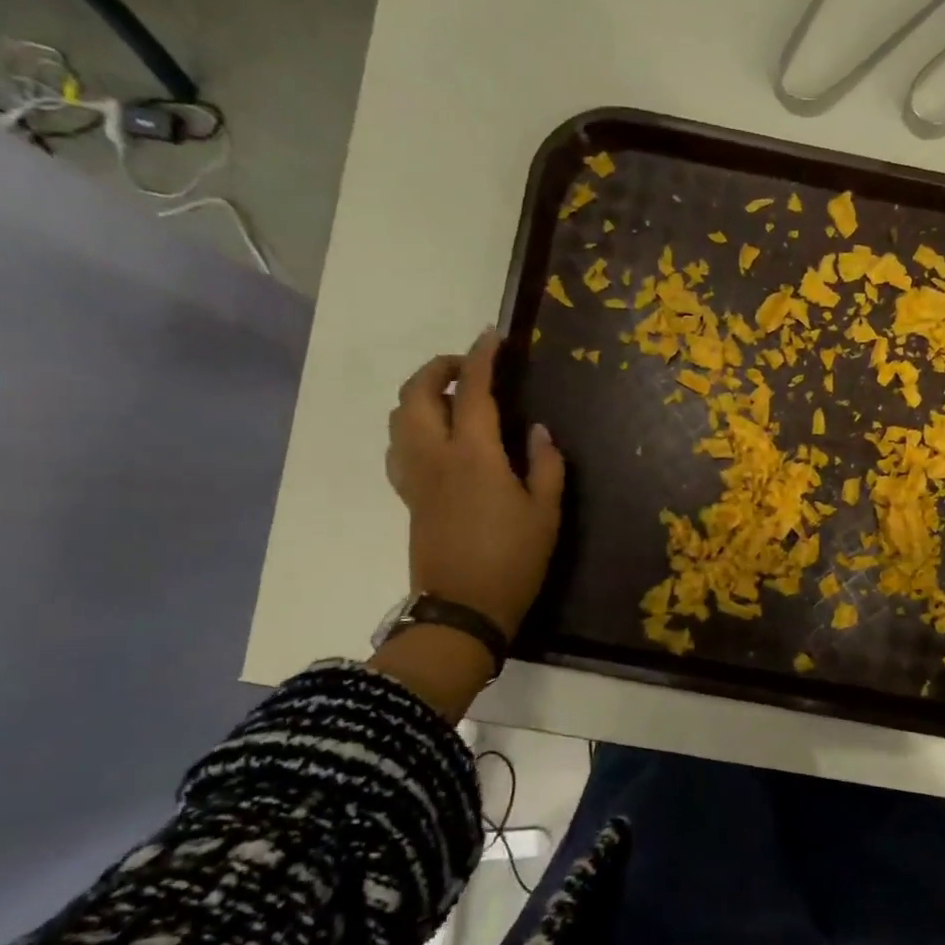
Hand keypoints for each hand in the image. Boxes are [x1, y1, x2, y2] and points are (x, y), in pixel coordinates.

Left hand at [386, 330, 564, 635]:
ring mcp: (415, 476)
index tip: (493, 335)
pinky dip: (411, 425)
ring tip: (451, 396)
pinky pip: (398, 446)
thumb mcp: (546, 512)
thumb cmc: (514, 560)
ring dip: (421, 393)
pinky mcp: (407, 496)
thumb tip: (538, 430)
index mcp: (474, 455)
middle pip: (419, 394)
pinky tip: (434, 436)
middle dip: (439, 368)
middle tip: (469, 367)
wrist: (464, 609)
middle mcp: (435, 455)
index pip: (474, 391)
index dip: (483, 357)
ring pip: (400, 417)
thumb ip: (546, 464)